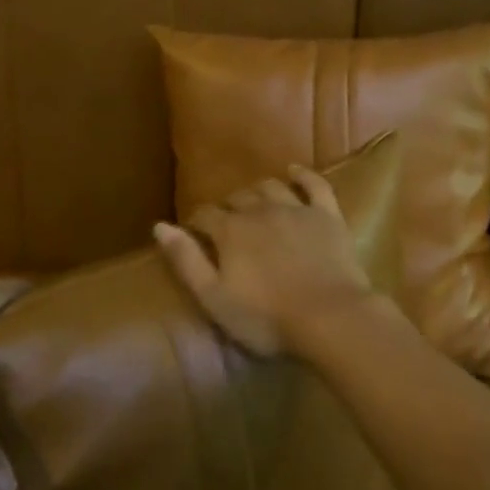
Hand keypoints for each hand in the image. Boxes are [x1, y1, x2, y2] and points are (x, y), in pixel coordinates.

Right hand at [153, 166, 376, 355]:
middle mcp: (260, 210)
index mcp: (231, 230)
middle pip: (237, 198)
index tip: (195, 232)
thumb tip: (160, 226)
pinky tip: (294, 171)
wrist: (330, 317)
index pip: (205, 215)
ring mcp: (297, 209)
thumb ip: (186, 261)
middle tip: (225, 222)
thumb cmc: (266, 317)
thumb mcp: (214, 298)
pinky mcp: (327, 215)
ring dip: (257, 190)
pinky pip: (314, 184)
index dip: (197, 222)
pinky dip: (302, 175)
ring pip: (270, 187)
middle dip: (226, 206)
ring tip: (252, 200)